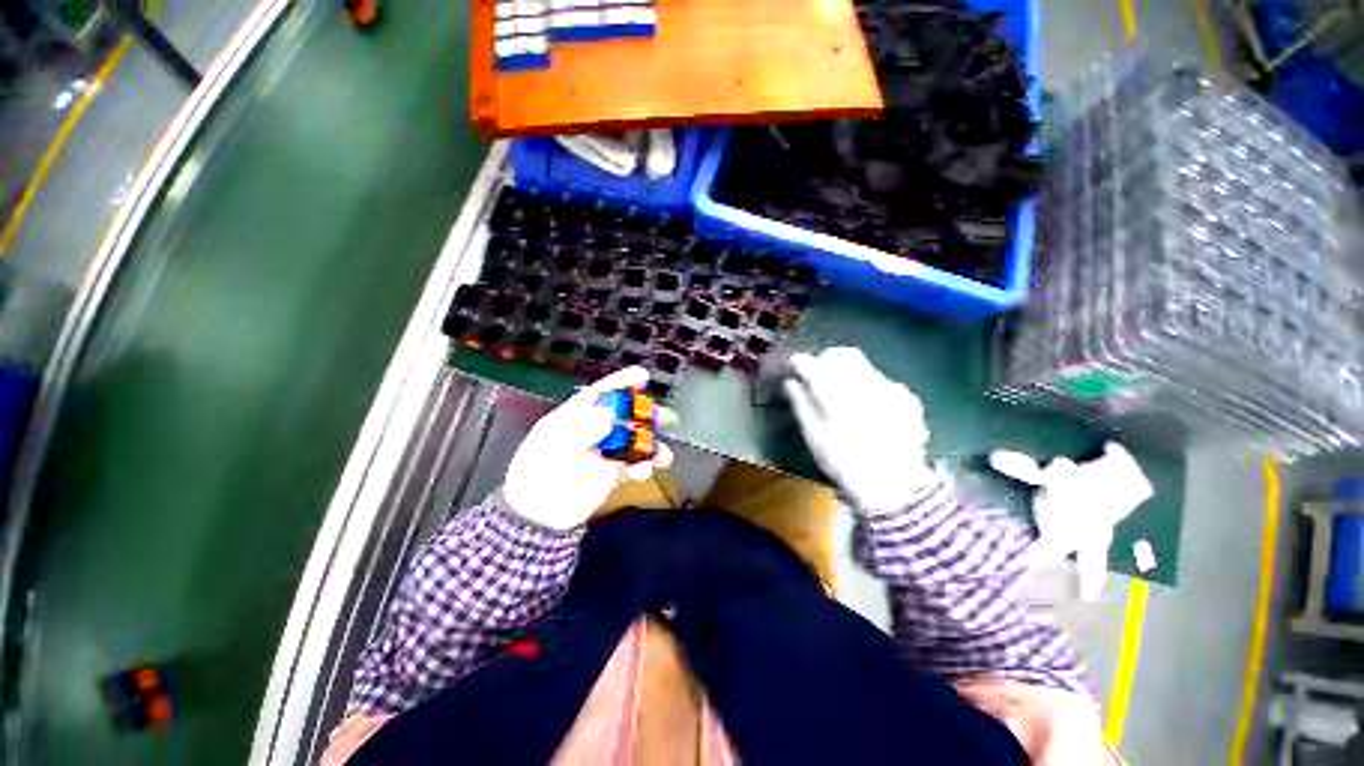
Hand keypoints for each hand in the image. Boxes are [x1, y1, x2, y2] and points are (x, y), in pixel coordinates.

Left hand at [504, 367, 675, 530]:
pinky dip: (643, 466)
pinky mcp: (612, 472)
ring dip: (651, 443)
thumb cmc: (538, 476)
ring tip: (661, 453)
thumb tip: (608, 413)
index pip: (601, 393)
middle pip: (625, 415)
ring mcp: (604, 452)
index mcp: (575, 418)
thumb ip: (583, 427)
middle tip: (663, 417)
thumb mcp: (555, 445)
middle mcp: (593, 431)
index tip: (642, 375)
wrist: (539, 517)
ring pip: (634, 440)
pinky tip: (644, 471)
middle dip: (646, 413)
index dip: (621, 382)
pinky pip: (634, 464)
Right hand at [783, 347, 934, 513]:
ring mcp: (890, 389)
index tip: (794, 366)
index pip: (813, 365)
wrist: (893, 487)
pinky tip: (865, 404)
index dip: (800, 362)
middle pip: (840, 354)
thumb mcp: (814, 437)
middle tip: (815, 374)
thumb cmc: (844, 463)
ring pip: (861, 363)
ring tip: (839, 389)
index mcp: (838, 397)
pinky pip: (879, 378)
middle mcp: (866, 385)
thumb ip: (800, 404)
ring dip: (844, 370)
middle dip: (824, 359)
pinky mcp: (906, 396)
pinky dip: (865, 384)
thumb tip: (789, 381)